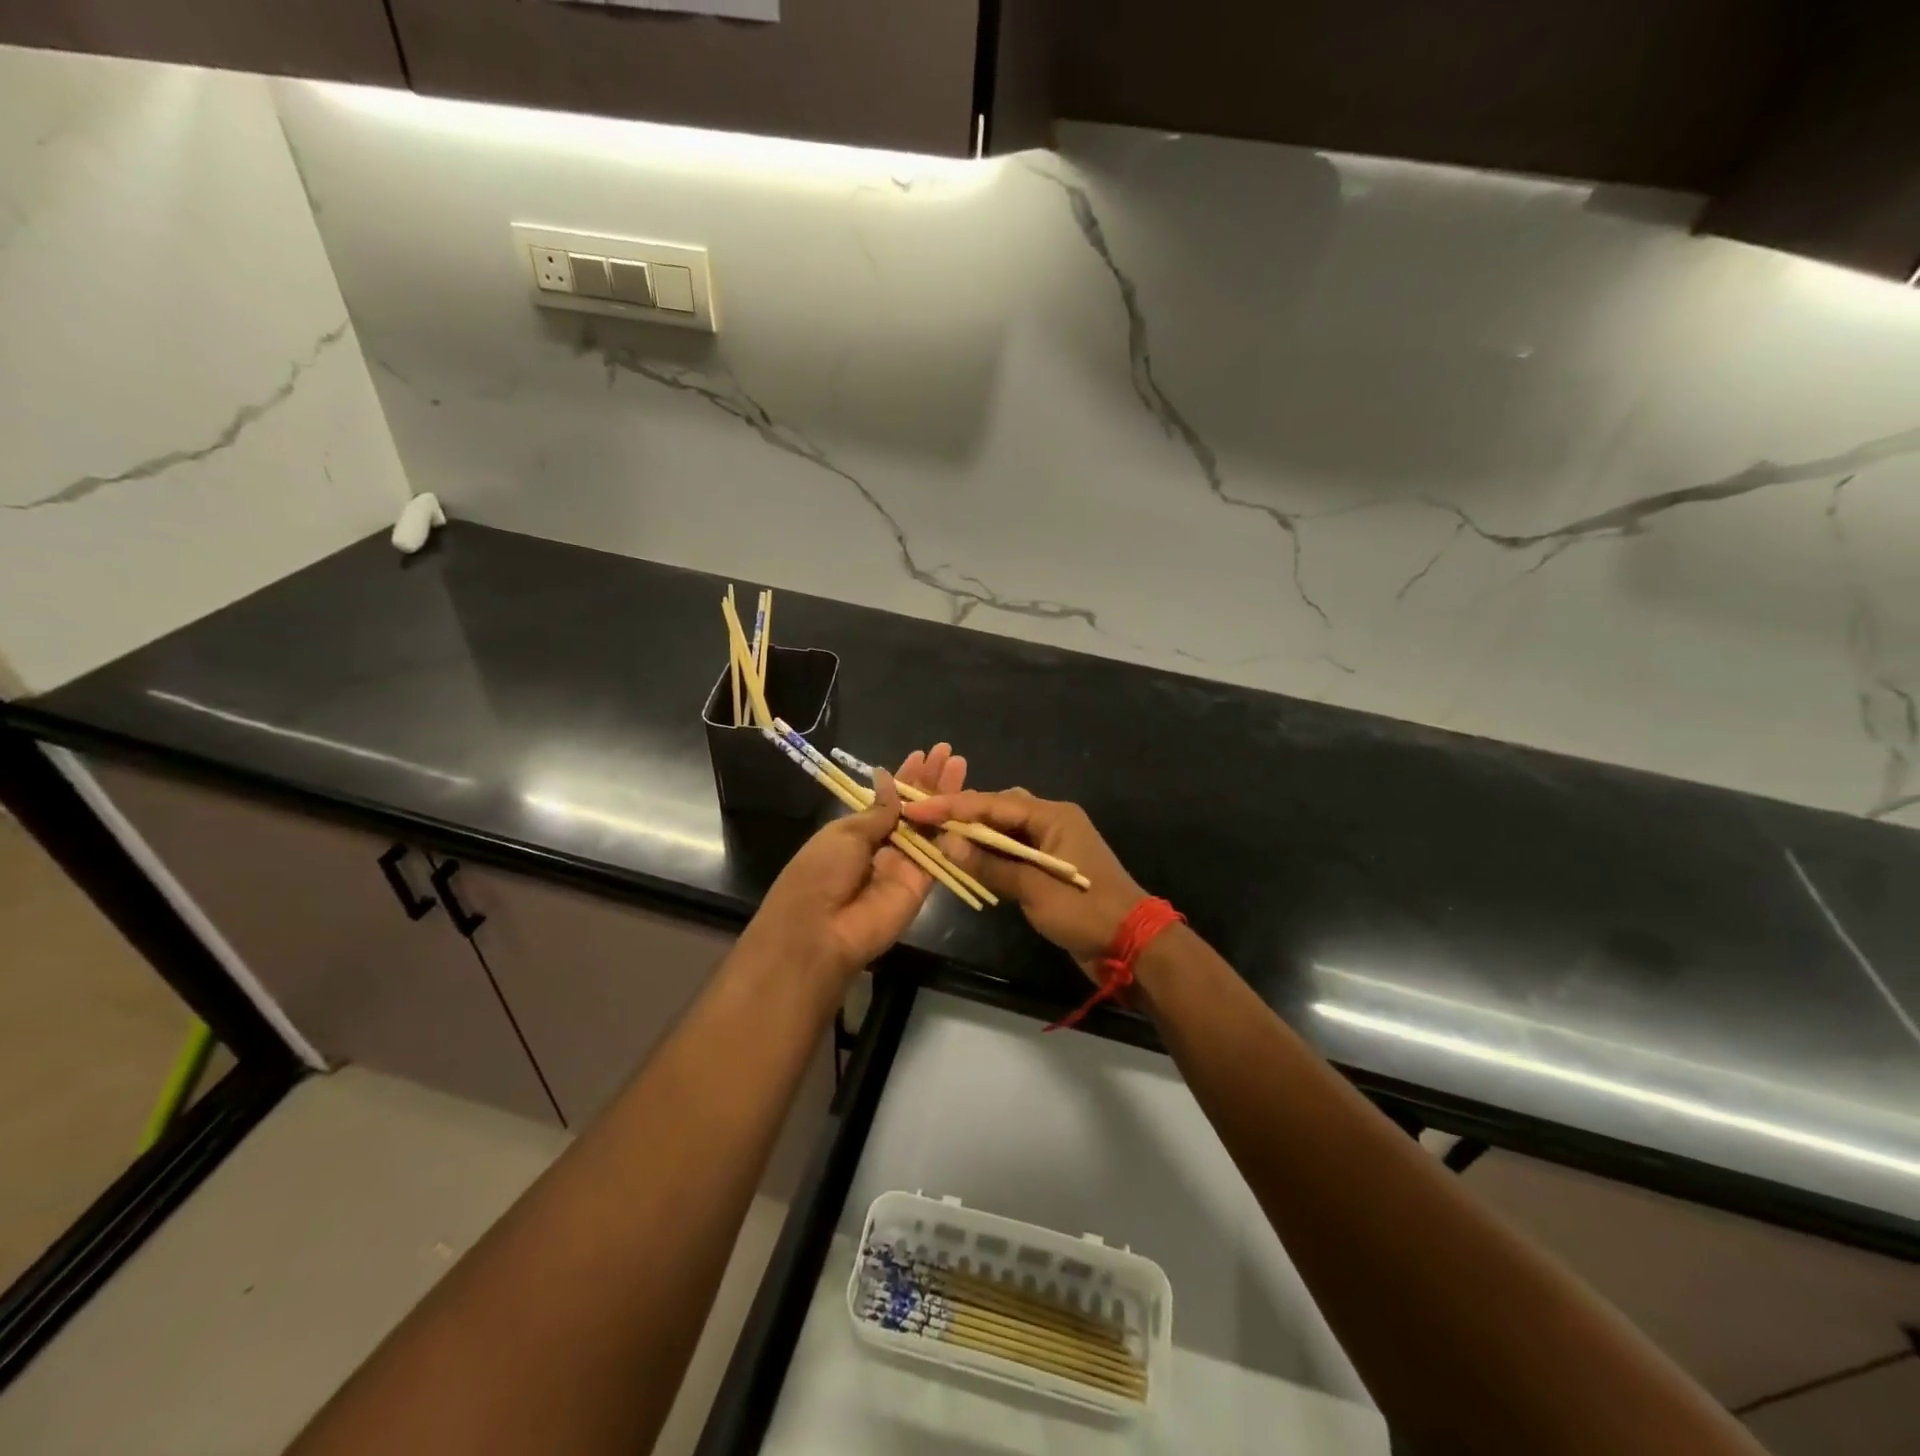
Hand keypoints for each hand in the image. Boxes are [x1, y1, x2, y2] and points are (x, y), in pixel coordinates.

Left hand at [738, 744, 969, 988]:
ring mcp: (904, 865)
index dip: (906, 778)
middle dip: (931, 781)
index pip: (888, 800)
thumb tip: (888, 778)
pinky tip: (964, 804)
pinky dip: (950, 830)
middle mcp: (884, 846)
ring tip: (961, 767)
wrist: (820, 931)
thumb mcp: (844, 833)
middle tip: (949, 754)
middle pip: (914, 810)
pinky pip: (939, 855)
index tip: (923, 755)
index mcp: (857, 832)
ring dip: (946, 798)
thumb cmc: (820, 873)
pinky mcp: (922, 885)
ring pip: (930, 827)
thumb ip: (877, 810)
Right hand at [903, 789, 1144, 977]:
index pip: (994, 804)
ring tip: (939, 838)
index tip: (919, 809)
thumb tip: (948, 844)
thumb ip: (991, 865)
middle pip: (1000, 809)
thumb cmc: (1087, 911)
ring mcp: (1054, 844)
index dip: (954, 806)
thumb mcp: (1035, 889)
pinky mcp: (1051, 867)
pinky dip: (991, 855)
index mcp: (1054, 816)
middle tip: (926, 821)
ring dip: (976, 836)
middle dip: (963, 815)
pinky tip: (968, 861)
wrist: (1133, 945)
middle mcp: (1053, 821)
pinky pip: (1015, 852)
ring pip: (1006, 830)